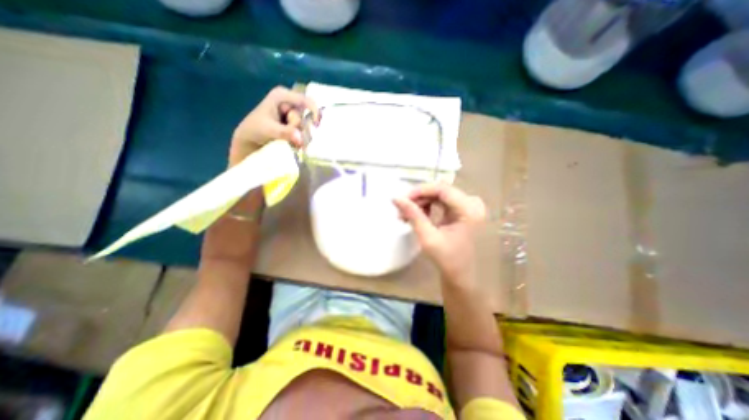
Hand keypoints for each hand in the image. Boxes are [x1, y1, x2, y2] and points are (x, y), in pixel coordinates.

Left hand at [230, 85, 319, 165]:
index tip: (316, 126)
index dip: (315, 112)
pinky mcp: (293, 123)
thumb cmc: (255, 130)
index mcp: (282, 96)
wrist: (249, 140)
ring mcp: (292, 113)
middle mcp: (289, 102)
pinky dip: (301, 139)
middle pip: (306, 115)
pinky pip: (304, 131)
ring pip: (307, 125)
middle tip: (293, 138)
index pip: (305, 100)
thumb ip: (285, 133)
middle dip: (302, 128)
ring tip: (293, 144)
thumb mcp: (269, 130)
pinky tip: (295, 145)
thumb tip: (301, 139)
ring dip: (302, 136)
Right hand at [392, 185, 485, 285]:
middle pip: (440, 190)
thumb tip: (396, 198)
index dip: (420, 191)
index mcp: (469, 210)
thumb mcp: (428, 237)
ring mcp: (468, 205)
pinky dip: (428, 206)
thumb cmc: (447, 259)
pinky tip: (419, 215)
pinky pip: (441, 200)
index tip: (402, 199)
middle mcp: (472, 203)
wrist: (460, 273)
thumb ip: (413, 215)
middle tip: (402, 209)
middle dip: (418, 198)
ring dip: (421, 202)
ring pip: (439, 194)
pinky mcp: (463, 209)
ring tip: (407, 215)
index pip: (442, 189)